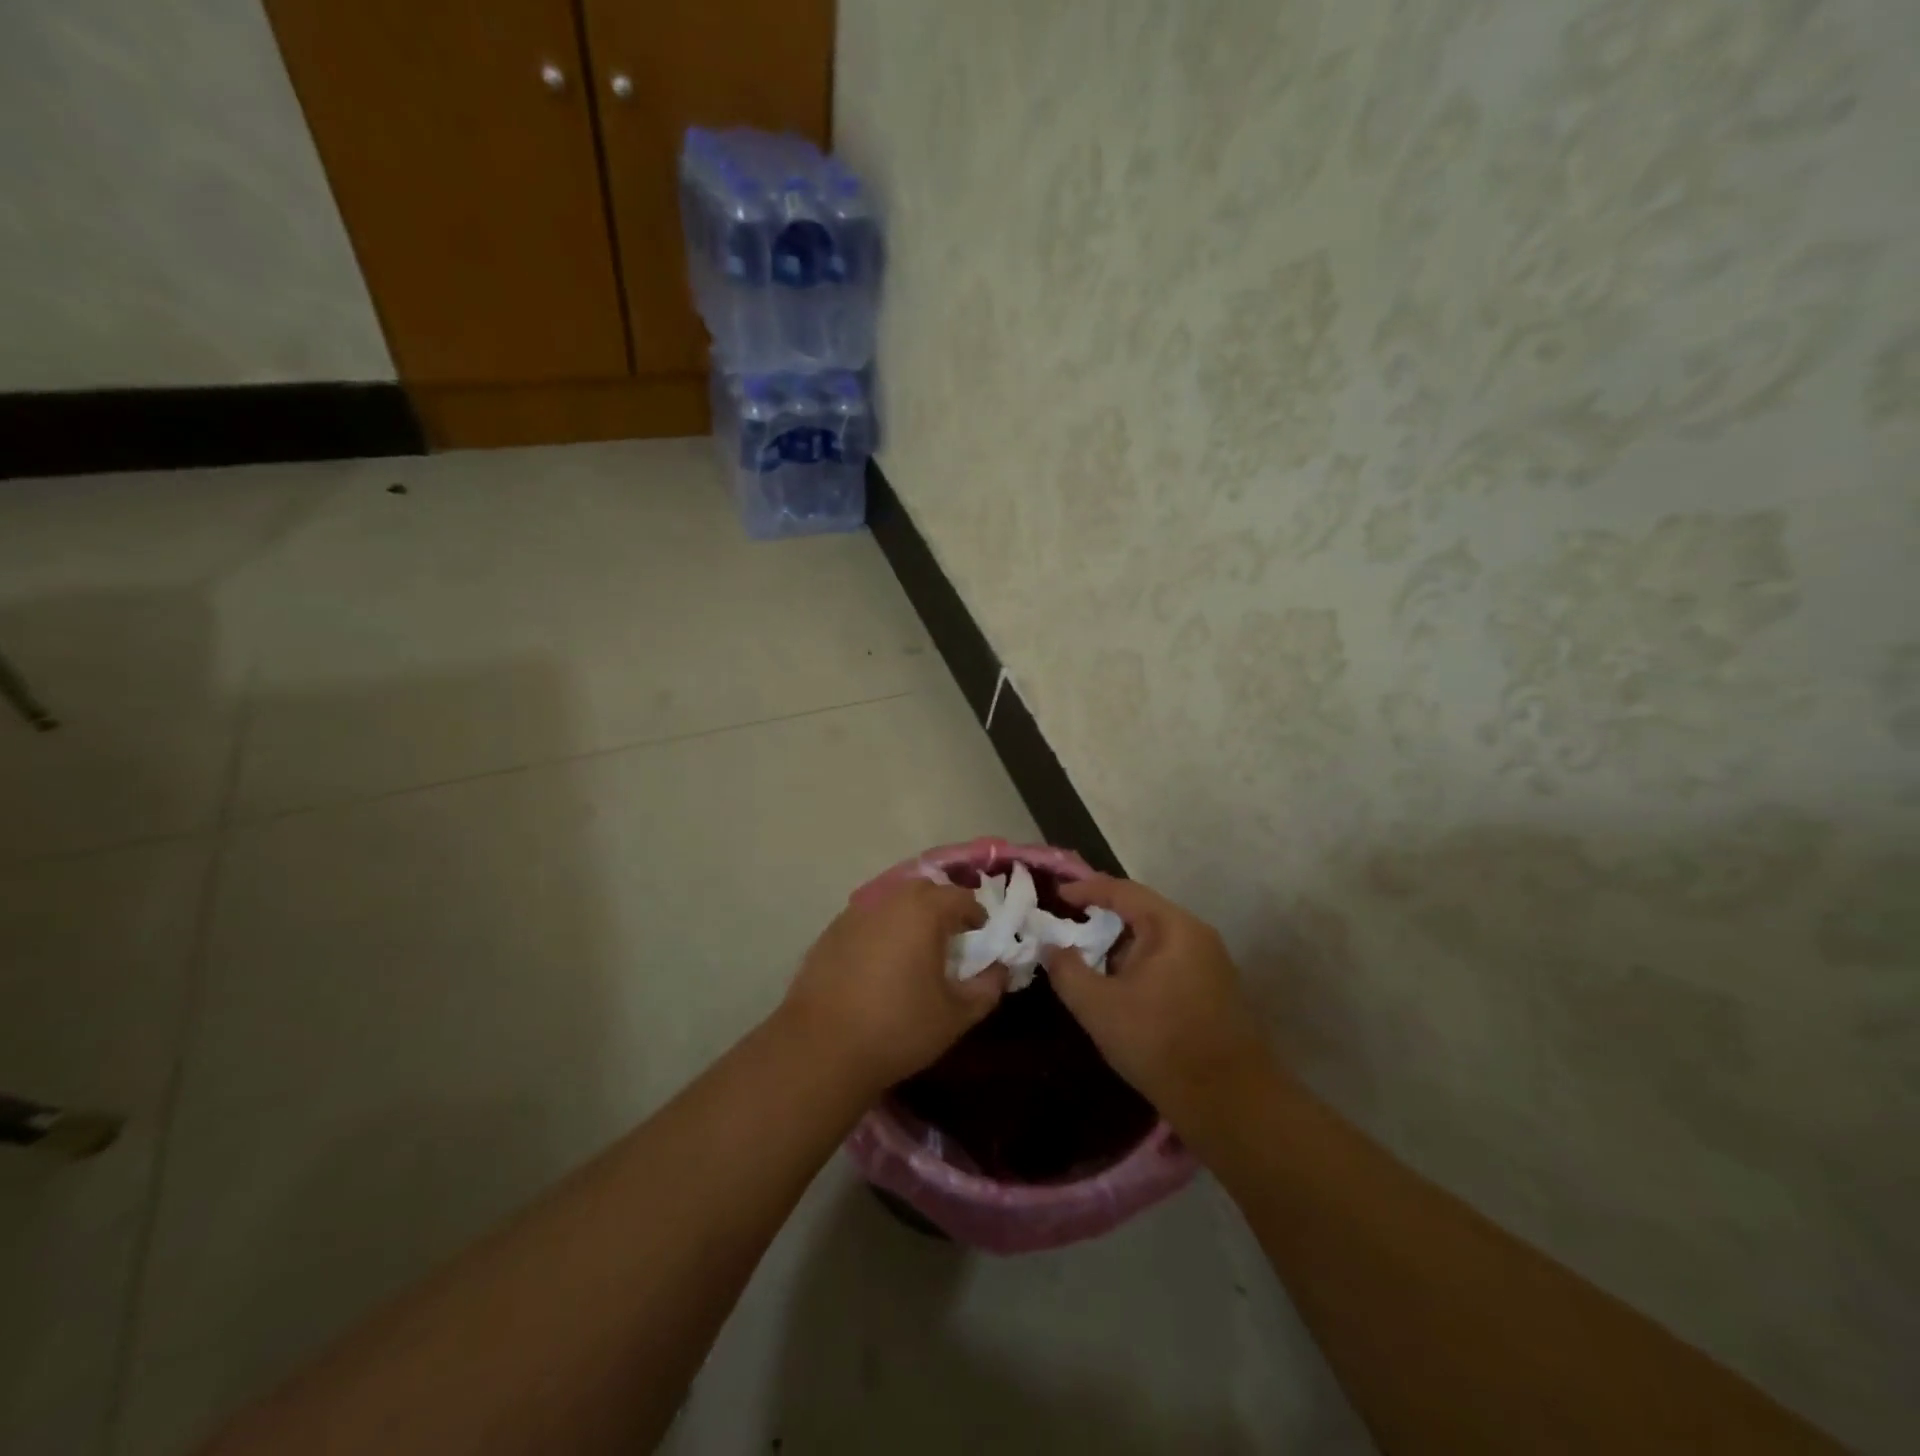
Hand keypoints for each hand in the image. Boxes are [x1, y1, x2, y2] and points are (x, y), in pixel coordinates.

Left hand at [781, 879, 1004, 1096]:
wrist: (821, 1049)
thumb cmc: (898, 1027)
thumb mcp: (956, 1015)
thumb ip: (987, 987)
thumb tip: (1000, 969)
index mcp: (923, 911)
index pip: (961, 897)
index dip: (977, 916)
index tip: (981, 939)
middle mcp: (888, 901)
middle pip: (924, 892)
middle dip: (942, 910)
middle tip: (950, 942)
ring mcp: (853, 915)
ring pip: (891, 905)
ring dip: (908, 920)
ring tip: (913, 955)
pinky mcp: (828, 934)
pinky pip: (866, 923)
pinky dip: (880, 934)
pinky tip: (878, 968)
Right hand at [1043, 875, 1273, 1133]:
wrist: (1230, 1102)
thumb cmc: (1159, 1043)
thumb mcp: (1098, 1007)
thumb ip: (1067, 970)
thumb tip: (1051, 946)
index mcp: (1172, 927)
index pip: (1122, 891)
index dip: (1086, 889)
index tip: (1056, 895)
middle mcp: (1196, 934)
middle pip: (1142, 910)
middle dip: (1102, 917)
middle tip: (1069, 926)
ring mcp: (1211, 961)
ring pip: (1156, 936)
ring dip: (1121, 943)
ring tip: (1089, 957)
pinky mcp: (1215, 987)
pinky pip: (1169, 958)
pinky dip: (1140, 961)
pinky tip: (1122, 985)